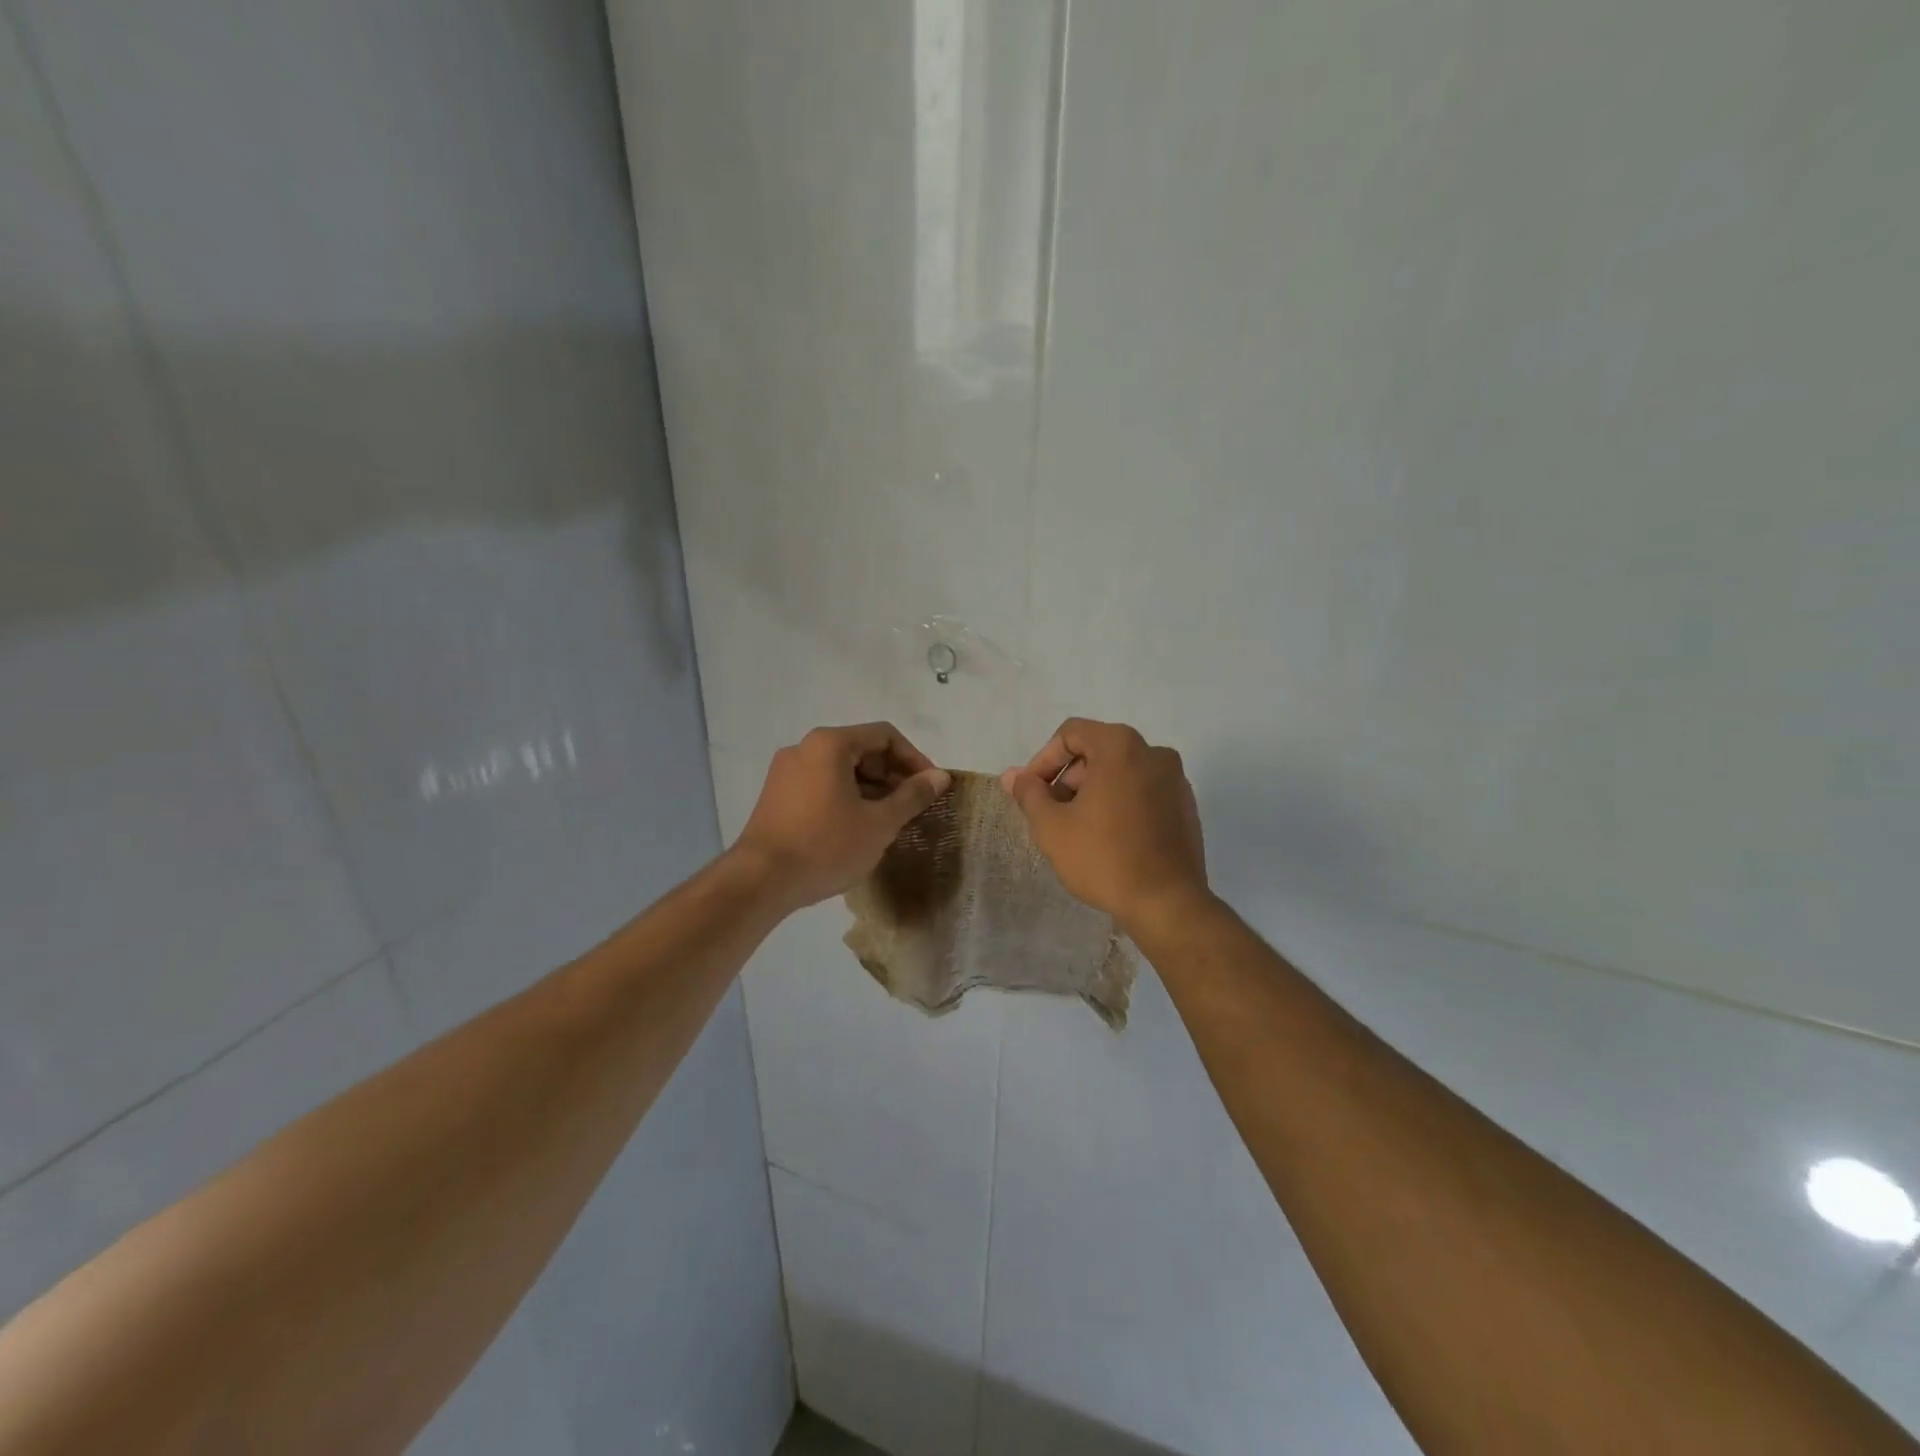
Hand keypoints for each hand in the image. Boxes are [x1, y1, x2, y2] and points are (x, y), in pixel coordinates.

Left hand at [732, 723, 950, 910]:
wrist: (760, 882)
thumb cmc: (826, 846)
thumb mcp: (879, 823)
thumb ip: (912, 796)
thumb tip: (939, 776)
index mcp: (830, 744)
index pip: (885, 735)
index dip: (914, 759)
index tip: (929, 789)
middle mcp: (804, 748)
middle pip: (861, 750)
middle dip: (891, 776)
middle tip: (910, 808)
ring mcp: (785, 772)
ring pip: (841, 770)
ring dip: (870, 790)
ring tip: (886, 823)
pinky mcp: (776, 796)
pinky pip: (821, 786)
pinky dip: (845, 799)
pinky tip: (855, 830)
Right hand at [1001, 718, 1208, 930]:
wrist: (1166, 903)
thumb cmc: (1103, 858)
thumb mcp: (1052, 826)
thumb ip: (1029, 793)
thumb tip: (1012, 775)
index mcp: (1121, 746)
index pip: (1071, 733)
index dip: (1043, 760)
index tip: (1032, 792)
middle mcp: (1154, 752)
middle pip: (1098, 750)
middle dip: (1069, 777)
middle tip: (1052, 813)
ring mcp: (1175, 780)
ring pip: (1122, 772)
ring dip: (1094, 791)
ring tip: (1078, 828)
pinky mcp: (1186, 807)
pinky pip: (1144, 791)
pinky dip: (1121, 803)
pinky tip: (1109, 838)